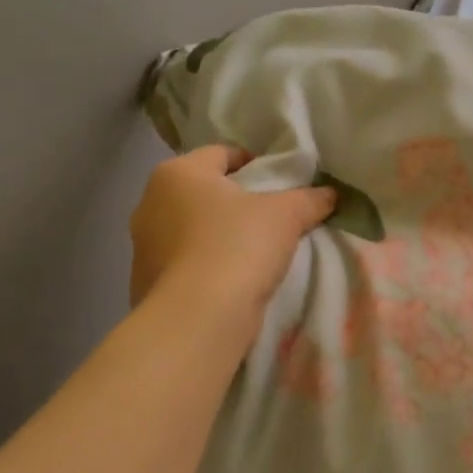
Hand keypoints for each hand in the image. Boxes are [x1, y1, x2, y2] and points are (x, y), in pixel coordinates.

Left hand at [129, 145, 336, 327]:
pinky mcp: (144, 282)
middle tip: (270, 216)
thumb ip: (309, 199)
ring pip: (191, 228)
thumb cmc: (238, 247)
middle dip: (235, 201)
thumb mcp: (286, 216)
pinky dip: (205, 264)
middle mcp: (150, 202)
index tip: (281, 182)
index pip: (222, 153)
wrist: (197, 319)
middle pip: (204, 191)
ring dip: (217, 234)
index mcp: (178, 173)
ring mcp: (142, 245)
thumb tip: (330, 194)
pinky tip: (231, 279)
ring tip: (253, 251)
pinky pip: (183, 262)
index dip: (256, 163)